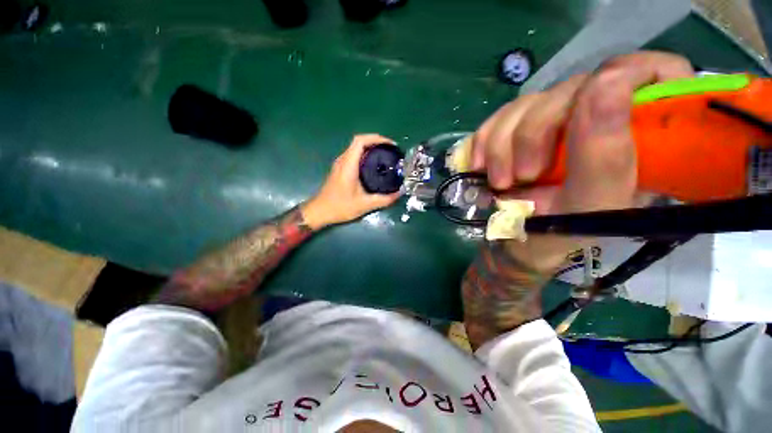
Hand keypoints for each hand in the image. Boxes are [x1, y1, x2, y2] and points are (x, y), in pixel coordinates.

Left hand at [301, 134, 401, 229]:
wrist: (319, 212)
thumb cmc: (340, 207)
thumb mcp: (364, 205)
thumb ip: (383, 200)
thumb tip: (400, 193)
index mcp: (348, 165)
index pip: (360, 141)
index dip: (376, 138)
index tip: (390, 145)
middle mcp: (343, 160)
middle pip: (359, 142)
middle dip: (377, 142)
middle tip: (391, 152)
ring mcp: (340, 164)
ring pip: (356, 148)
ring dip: (371, 148)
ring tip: (386, 157)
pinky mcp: (340, 169)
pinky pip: (354, 156)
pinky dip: (366, 156)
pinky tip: (374, 166)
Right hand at [472, 51, 693, 268]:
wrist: (519, 241)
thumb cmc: (561, 232)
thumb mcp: (590, 206)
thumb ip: (605, 156)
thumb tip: (605, 83)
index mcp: (640, 136)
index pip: (658, 72)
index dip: (629, 77)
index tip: (592, 109)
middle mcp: (599, 118)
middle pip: (571, 88)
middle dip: (534, 132)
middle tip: (523, 175)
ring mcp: (554, 121)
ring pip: (526, 104)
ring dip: (501, 145)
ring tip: (499, 182)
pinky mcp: (519, 128)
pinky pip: (498, 118)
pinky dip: (484, 143)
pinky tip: (480, 166)